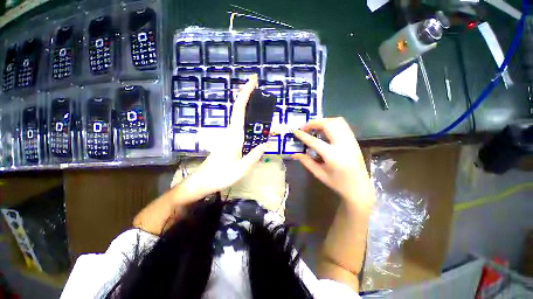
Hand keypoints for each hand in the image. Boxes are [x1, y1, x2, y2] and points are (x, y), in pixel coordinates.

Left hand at [178, 75, 266, 200]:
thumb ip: (254, 155)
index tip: (253, 81)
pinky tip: (255, 125)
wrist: (202, 182)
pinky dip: (247, 120)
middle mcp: (230, 133)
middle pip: (239, 110)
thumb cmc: (220, 176)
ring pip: (239, 118)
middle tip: (259, 89)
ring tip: (261, 106)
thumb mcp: (241, 169)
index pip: (239, 110)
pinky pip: (240, 126)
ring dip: (249, 108)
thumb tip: (266, 143)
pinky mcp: (228, 141)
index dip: (245, 94)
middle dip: (247, 97)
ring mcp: (228, 137)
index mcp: (234, 136)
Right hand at [293, 118, 373, 203]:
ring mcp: (351, 141)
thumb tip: (294, 153)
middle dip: (314, 123)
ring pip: (337, 121)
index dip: (303, 136)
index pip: (315, 141)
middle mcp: (344, 145)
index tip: (295, 131)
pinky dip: (331, 123)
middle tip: (305, 128)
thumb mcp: (319, 174)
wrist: (360, 188)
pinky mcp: (354, 140)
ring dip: (323, 121)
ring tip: (314, 127)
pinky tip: (325, 130)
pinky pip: (343, 125)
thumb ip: (306, 162)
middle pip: (328, 125)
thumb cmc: (338, 184)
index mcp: (333, 156)